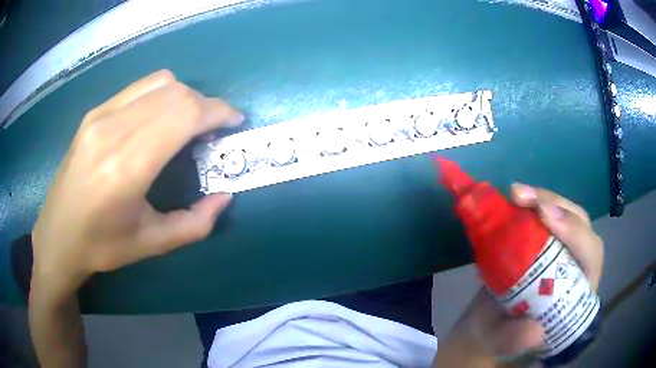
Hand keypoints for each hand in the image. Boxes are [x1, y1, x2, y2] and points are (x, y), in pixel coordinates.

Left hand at [31, 70, 243, 294]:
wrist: (57, 235)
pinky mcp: (94, 112)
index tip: (234, 122)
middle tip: (213, 129)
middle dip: (206, 104)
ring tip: (189, 122)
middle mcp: (112, 130)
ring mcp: (100, 115)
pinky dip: (162, 94)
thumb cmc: (102, 246)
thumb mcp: (151, 244)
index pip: (183, 114)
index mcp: (126, 167)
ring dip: (185, 96)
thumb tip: (225, 196)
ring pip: (159, 82)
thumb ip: (195, 223)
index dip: (217, 111)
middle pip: (175, 92)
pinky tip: (160, 118)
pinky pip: (140, 88)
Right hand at [436, 184, 603, 365]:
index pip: (590, 256)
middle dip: (558, 207)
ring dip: (543, 198)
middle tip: (525, 198)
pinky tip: (514, 198)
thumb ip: (517, 341)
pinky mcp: (541, 242)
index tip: (546, 218)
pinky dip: (530, 203)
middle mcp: (574, 266)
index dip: (576, 233)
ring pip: (565, 214)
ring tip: (516, 193)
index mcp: (576, 293)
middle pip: (581, 225)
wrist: (483, 327)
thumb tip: (536, 329)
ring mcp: (559, 251)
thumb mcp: (504, 345)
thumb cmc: (498, 338)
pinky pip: (543, 215)